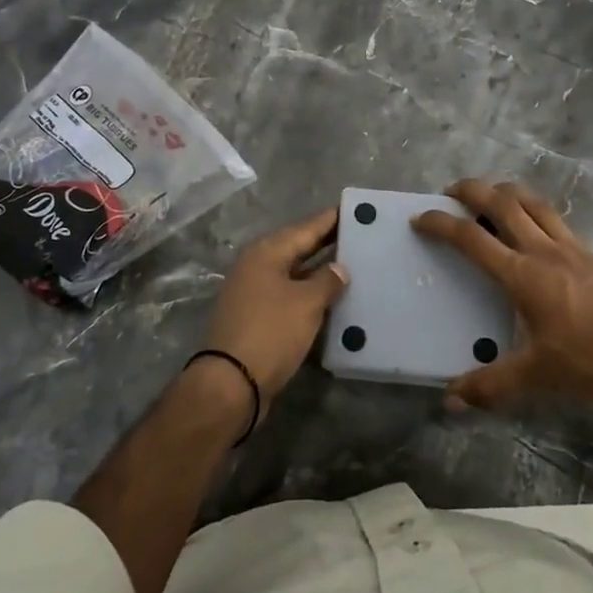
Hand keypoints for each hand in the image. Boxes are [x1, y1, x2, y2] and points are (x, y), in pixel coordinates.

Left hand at [200, 206, 349, 413]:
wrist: (231, 384)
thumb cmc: (271, 332)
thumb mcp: (306, 303)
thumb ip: (327, 280)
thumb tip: (339, 268)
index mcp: (266, 253)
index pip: (306, 228)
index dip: (331, 219)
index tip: (355, 209)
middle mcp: (257, 266)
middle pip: (299, 248)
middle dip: (328, 243)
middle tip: (361, 235)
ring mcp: (254, 293)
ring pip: (295, 274)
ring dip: (320, 271)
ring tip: (354, 265)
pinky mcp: (257, 318)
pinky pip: (290, 296)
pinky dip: (310, 294)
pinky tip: (333, 299)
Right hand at [413, 179, 592, 414]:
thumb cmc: (592, 363)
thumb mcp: (537, 377)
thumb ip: (491, 385)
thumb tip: (450, 401)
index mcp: (524, 276)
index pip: (472, 239)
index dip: (442, 224)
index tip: (420, 217)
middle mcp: (545, 251)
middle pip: (504, 203)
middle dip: (473, 190)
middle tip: (452, 191)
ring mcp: (573, 248)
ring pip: (534, 203)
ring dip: (507, 192)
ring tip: (490, 196)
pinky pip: (557, 219)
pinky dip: (535, 211)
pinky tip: (535, 228)